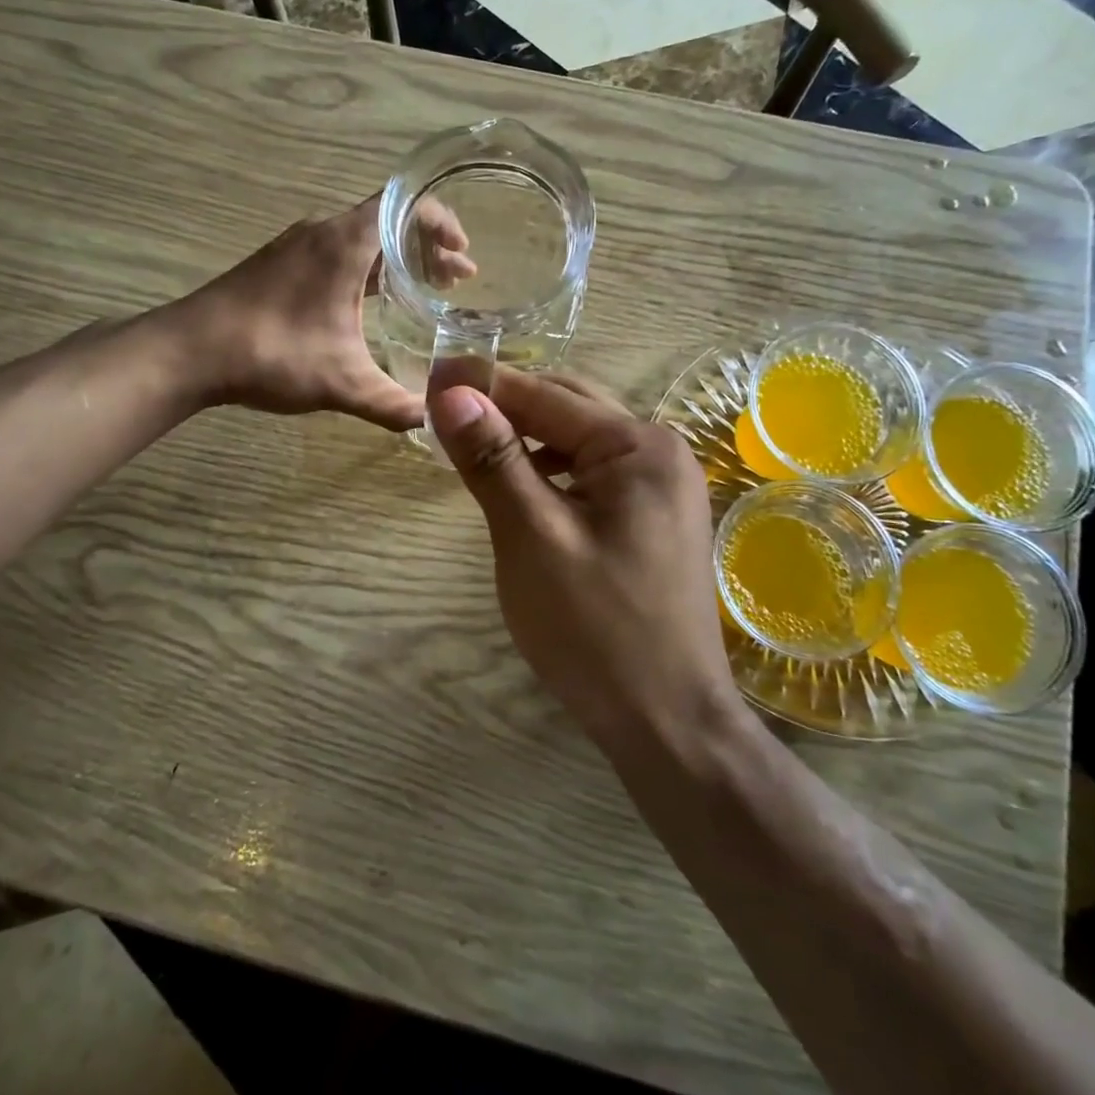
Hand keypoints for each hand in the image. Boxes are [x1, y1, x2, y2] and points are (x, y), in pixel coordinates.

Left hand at [173, 195, 462, 431]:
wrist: (188, 352)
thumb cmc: (272, 354)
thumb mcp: (343, 383)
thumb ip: (393, 403)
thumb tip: (433, 421)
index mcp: (345, 243)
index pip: (407, 206)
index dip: (443, 223)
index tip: (465, 254)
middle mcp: (323, 232)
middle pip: (388, 220)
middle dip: (427, 247)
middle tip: (456, 280)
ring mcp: (297, 245)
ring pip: (361, 237)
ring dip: (396, 258)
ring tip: (424, 289)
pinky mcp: (279, 264)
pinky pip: (337, 252)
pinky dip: (365, 267)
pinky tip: (369, 303)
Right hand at [428, 370, 739, 747]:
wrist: (668, 722)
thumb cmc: (597, 632)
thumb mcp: (533, 539)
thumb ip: (494, 460)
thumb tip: (452, 391)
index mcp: (638, 447)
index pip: (545, 394)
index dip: (481, 383)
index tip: (426, 372)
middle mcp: (658, 451)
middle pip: (566, 407)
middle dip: (503, 404)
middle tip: (440, 408)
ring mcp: (660, 485)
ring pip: (577, 440)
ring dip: (524, 435)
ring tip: (470, 443)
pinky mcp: (651, 516)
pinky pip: (591, 473)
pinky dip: (548, 468)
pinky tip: (518, 485)